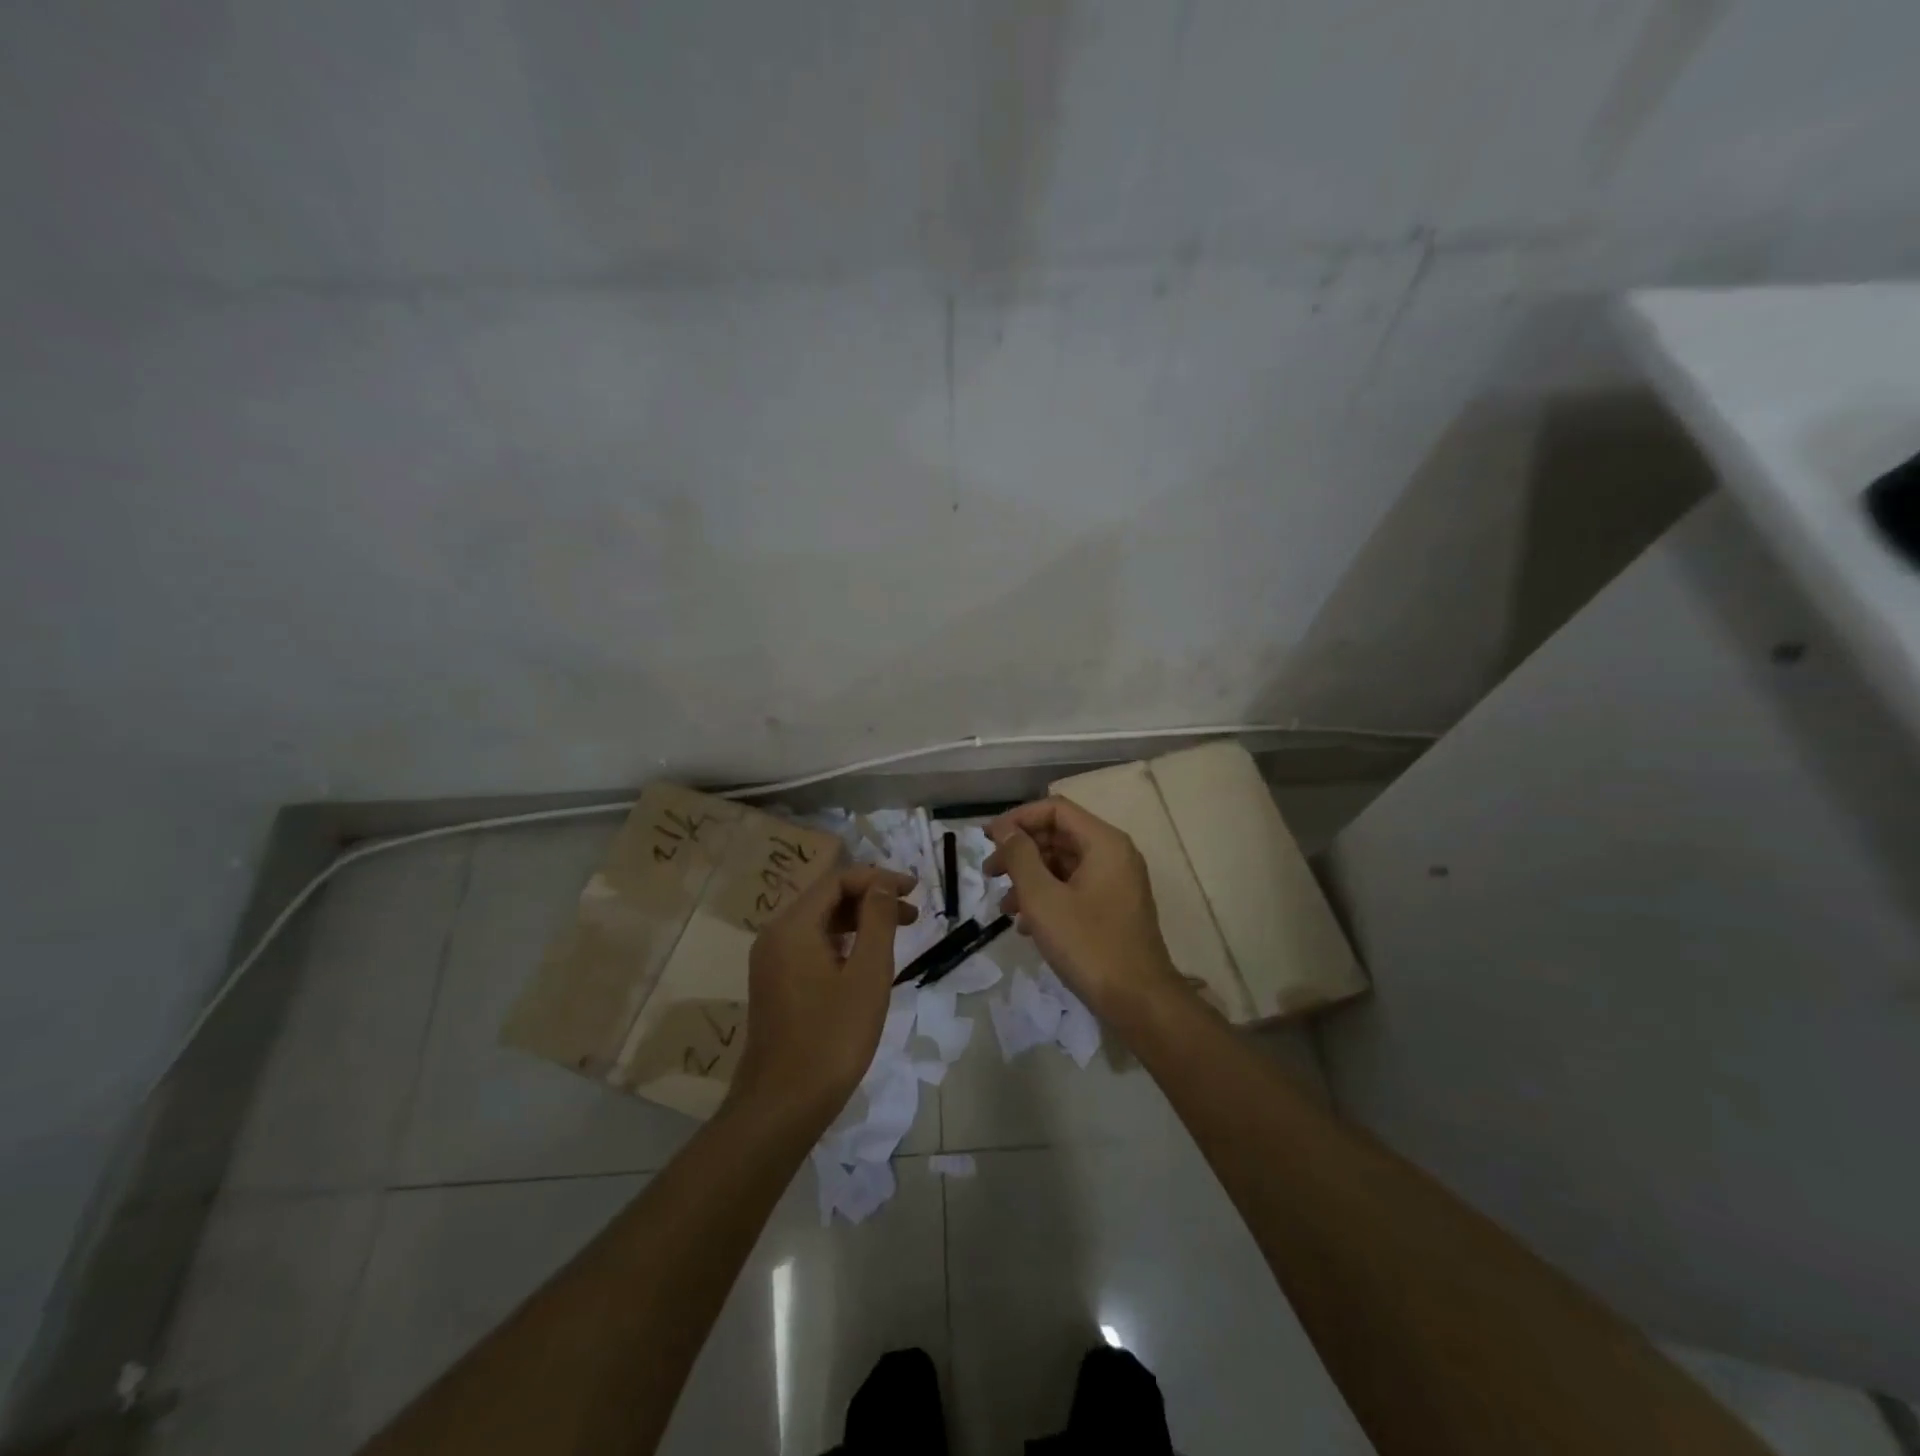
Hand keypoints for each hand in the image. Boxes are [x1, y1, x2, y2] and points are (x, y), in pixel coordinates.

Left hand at [729, 865, 917, 1125]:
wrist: (782, 1106)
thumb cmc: (832, 1037)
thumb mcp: (867, 975)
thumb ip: (878, 921)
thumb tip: (883, 884)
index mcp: (792, 926)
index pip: (837, 880)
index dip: (878, 878)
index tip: (914, 890)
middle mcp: (775, 935)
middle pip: (826, 898)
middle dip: (871, 898)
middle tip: (912, 913)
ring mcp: (771, 961)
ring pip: (819, 923)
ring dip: (859, 921)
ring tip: (897, 933)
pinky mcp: (776, 984)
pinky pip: (811, 946)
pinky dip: (842, 942)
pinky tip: (866, 960)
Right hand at [984, 798, 1185, 1022]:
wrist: (1138, 1001)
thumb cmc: (1088, 944)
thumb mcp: (1043, 898)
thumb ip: (1020, 857)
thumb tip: (1004, 829)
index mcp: (1104, 843)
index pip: (1055, 809)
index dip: (1018, 819)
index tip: (987, 838)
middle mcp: (1114, 854)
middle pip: (1059, 835)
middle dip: (1020, 851)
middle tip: (989, 873)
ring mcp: (1116, 882)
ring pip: (1064, 864)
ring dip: (1030, 878)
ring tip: (1004, 906)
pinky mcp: (1113, 908)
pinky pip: (1074, 888)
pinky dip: (1048, 897)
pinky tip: (1026, 924)